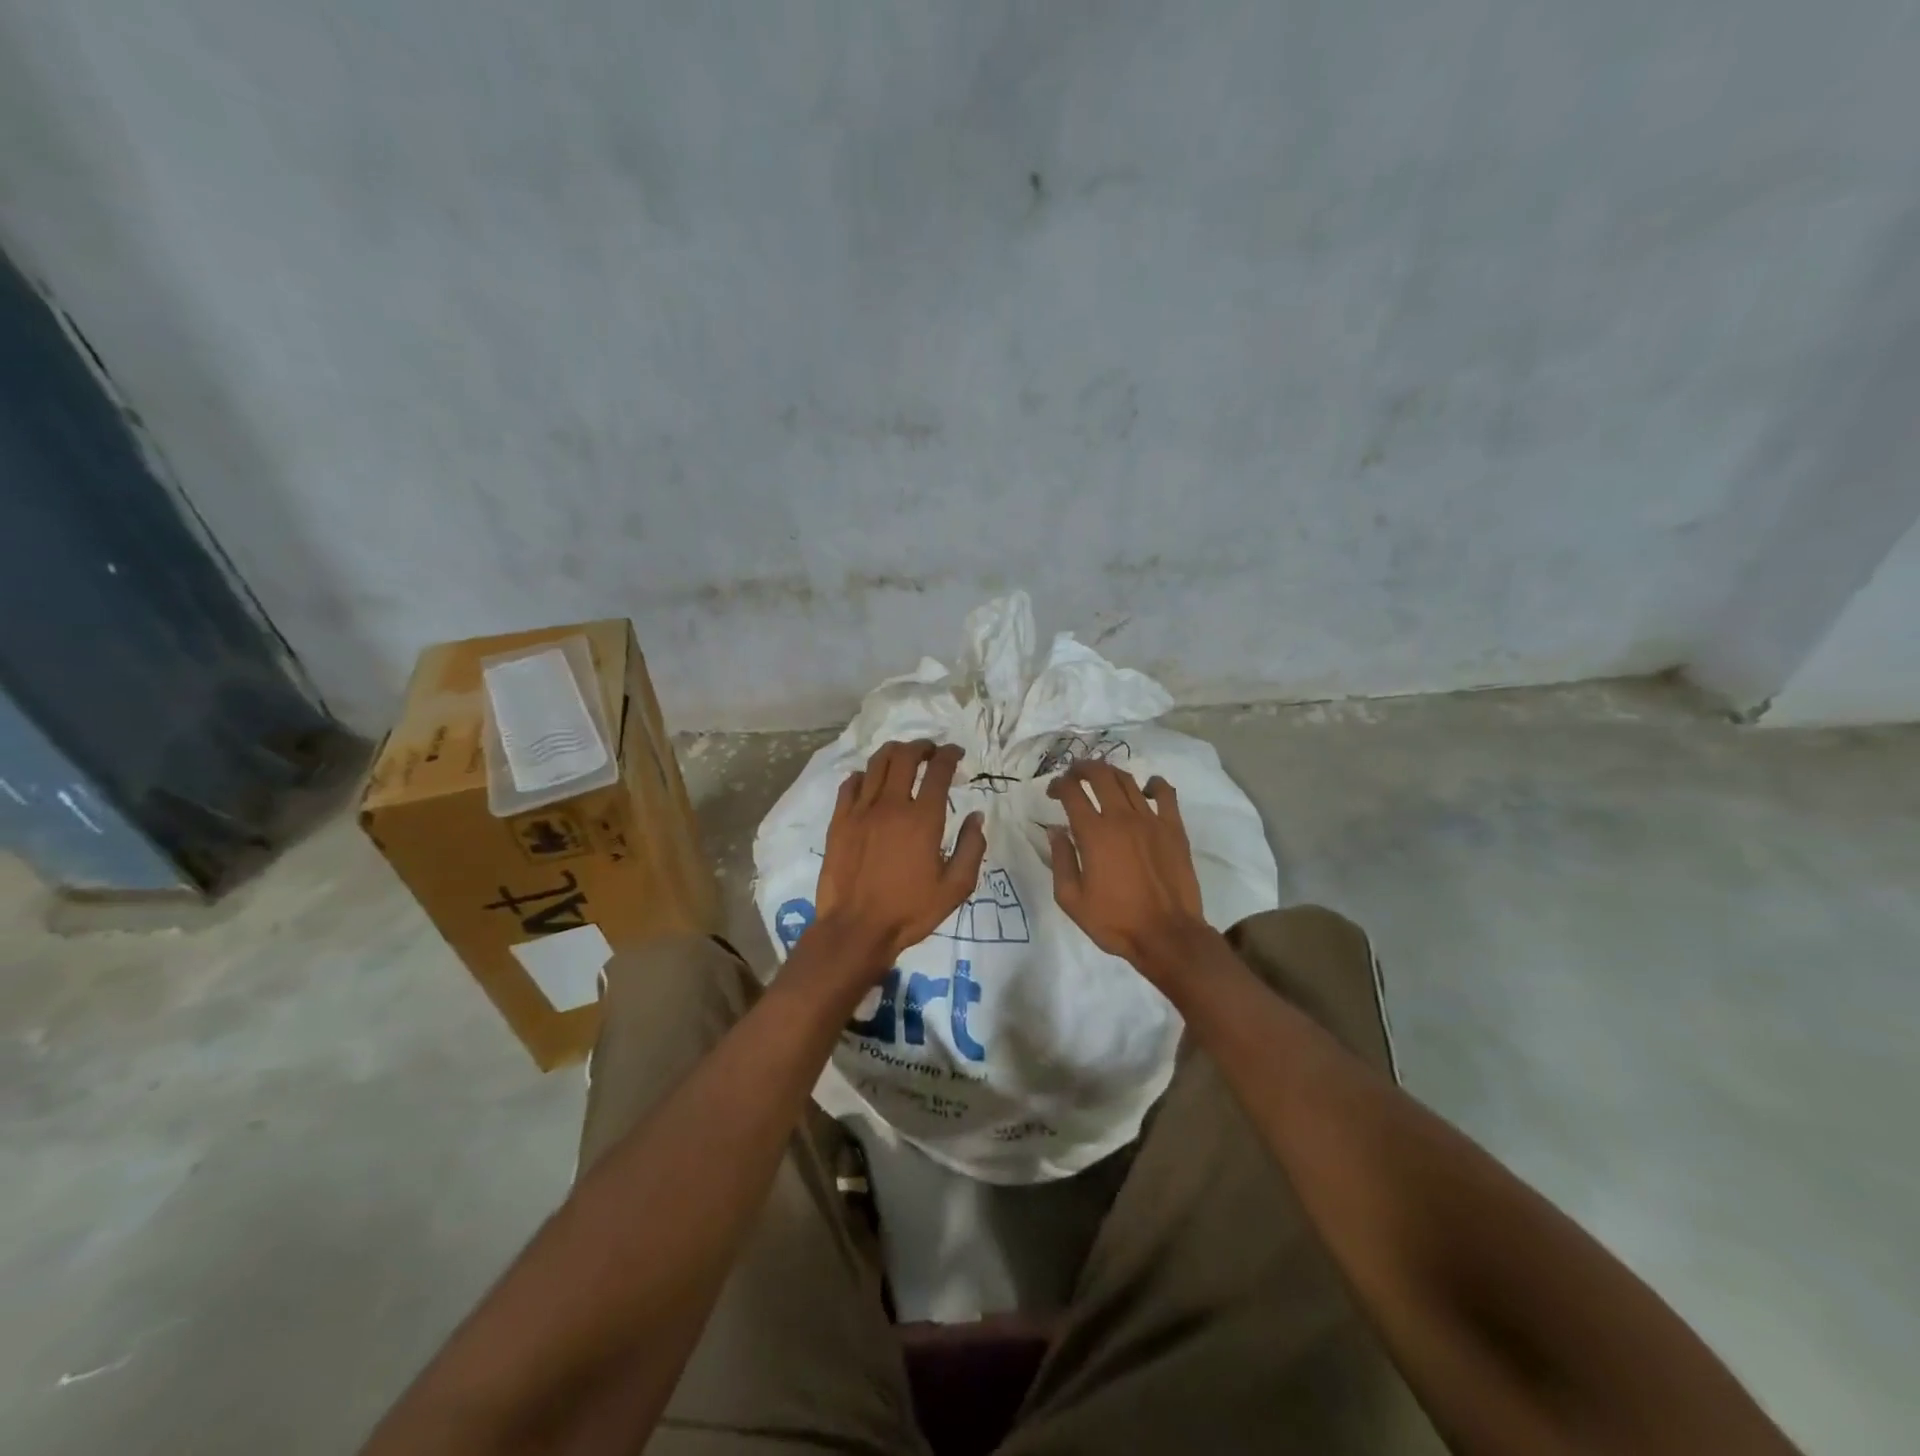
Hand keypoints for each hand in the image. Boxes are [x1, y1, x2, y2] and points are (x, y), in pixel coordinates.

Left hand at [813, 740, 986, 978]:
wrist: (856, 929)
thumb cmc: (910, 911)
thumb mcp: (955, 888)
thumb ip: (972, 848)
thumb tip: (976, 816)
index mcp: (924, 819)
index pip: (939, 770)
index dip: (950, 755)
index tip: (956, 753)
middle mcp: (892, 805)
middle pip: (905, 756)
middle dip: (922, 747)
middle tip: (930, 752)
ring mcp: (861, 810)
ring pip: (876, 763)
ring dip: (894, 753)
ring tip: (903, 757)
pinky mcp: (839, 820)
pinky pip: (850, 783)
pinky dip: (864, 775)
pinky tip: (870, 781)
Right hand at [1047, 761, 1207, 970]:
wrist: (1167, 935)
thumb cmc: (1115, 921)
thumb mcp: (1071, 899)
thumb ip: (1060, 860)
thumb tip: (1055, 830)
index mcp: (1094, 833)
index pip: (1072, 792)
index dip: (1060, 784)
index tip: (1054, 791)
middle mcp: (1121, 818)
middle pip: (1100, 775)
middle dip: (1083, 768)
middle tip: (1075, 775)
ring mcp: (1151, 820)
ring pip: (1128, 781)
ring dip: (1111, 774)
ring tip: (1103, 779)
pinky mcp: (1174, 829)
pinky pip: (1166, 794)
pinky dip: (1154, 784)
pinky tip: (1147, 788)